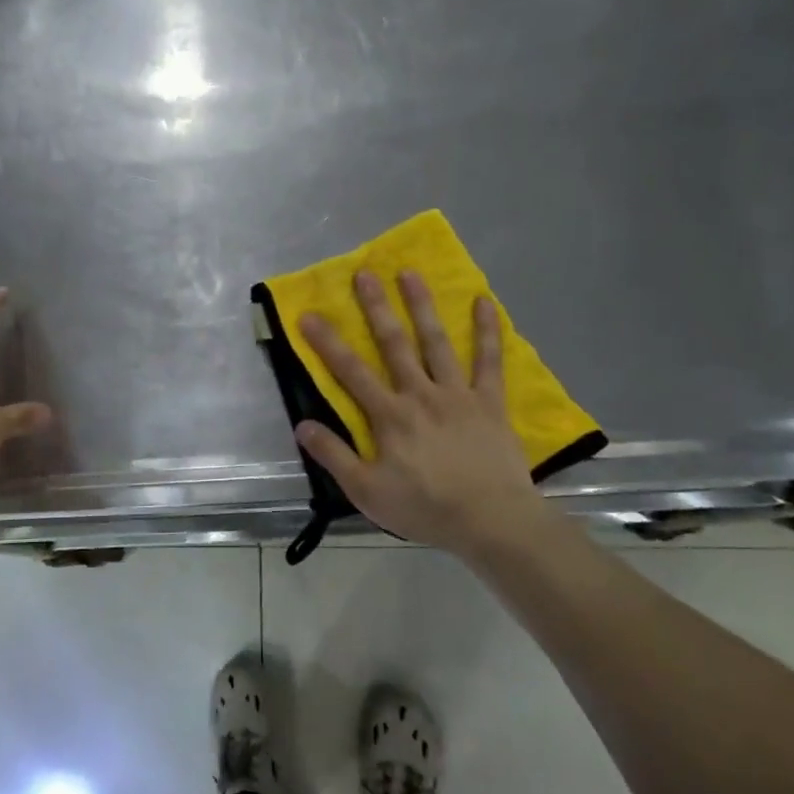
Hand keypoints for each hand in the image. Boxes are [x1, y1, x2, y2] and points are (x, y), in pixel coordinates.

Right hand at [295, 270, 547, 556]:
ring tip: (410, 273)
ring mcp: (458, 394)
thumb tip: (302, 424)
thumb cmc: (425, 508)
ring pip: (436, 342)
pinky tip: (484, 301)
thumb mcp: (366, 491)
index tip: (309, 314)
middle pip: (394, 344)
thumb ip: (334, 455)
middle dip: (376, 307)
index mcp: (389, 415)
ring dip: (422, 306)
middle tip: (364, 273)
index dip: (327, 342)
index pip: (350, 371)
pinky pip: (489, 361)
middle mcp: (420, 394)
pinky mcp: (490, 401)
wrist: (491, 520)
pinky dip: (487, 331)